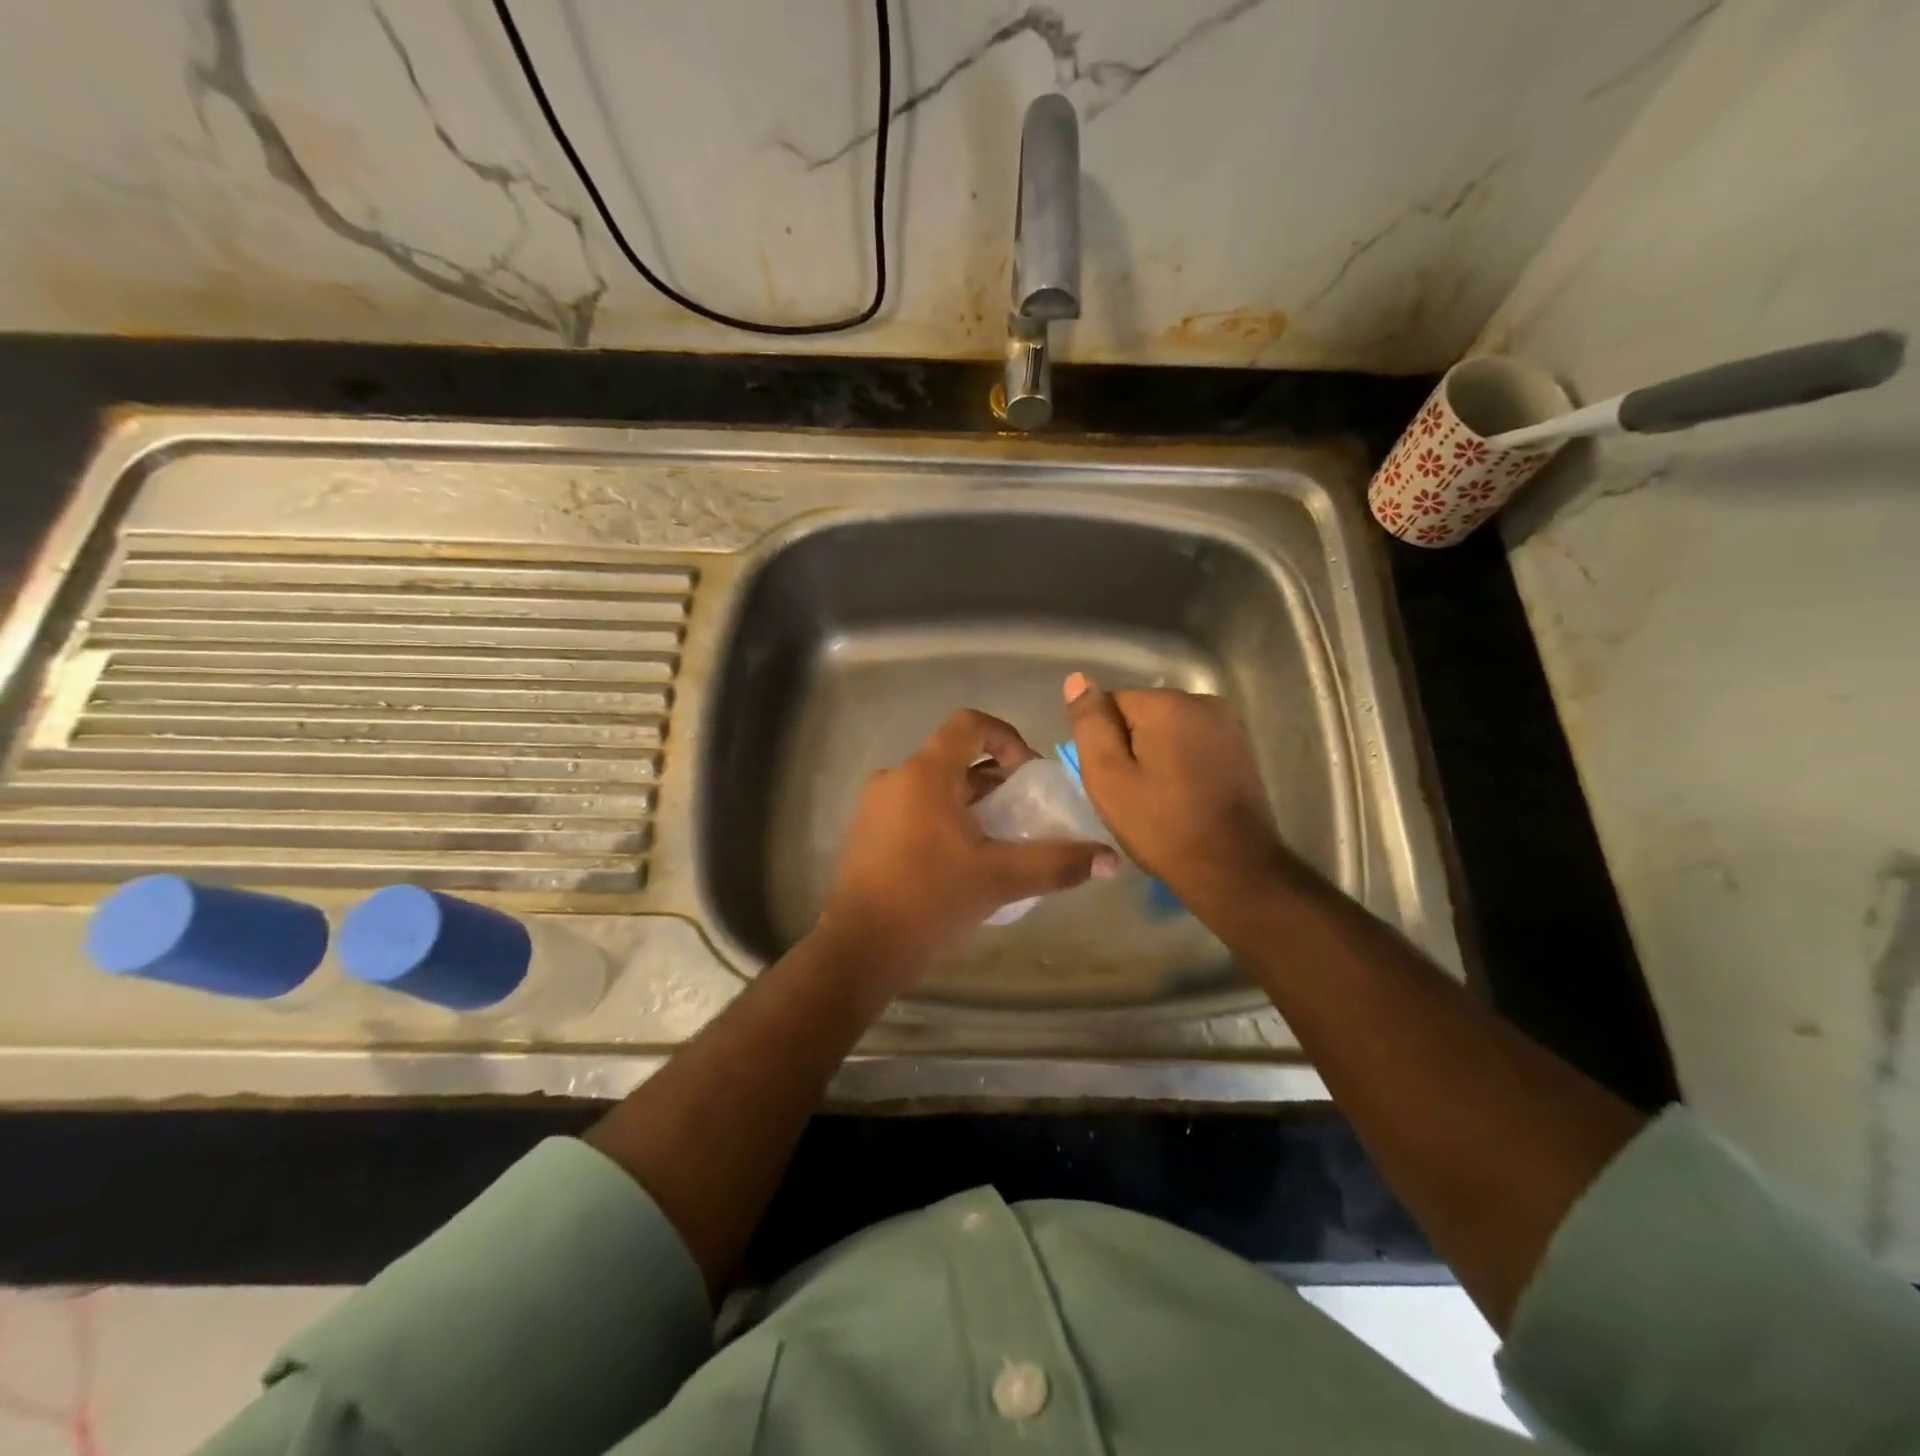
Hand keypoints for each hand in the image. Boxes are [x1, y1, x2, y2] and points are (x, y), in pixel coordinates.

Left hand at [817, 709, 1118, 1001]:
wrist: (860, 949)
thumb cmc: (930, 901)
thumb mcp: (1000, 879)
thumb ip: (1057, 864)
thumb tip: (1111, 860)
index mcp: (924, 774)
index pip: (968, 724)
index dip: (1006, 736)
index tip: (1028, 774)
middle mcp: (896, 778)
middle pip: (954, 758)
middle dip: (994, 779)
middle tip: (1023, 814)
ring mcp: (876, 806)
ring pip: (935, 787)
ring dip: (970, 802)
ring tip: (998, 842)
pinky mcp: (868, 833)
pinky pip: (915, 809)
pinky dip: (944, 819)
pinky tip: (962, 861)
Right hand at [1063, 673, 1300, 921]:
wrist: (1233, 868)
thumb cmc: (1162, 826)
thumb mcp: (1108, 777)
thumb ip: (1090, 725)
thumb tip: (1077, 678)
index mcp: (1168, 704)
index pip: (1112, 703)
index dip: (1104, 742)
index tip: (1112, 779)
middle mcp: (1203, 701)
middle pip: (1142, 713)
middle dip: (1131, 745)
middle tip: (1132, 793)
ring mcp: (1228, 724)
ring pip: (1169, 729)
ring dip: (1157, 754)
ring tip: (1159, 797)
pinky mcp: (1242, 747)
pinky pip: (1194, 743)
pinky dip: (1182, 762)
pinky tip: (1183, 795)